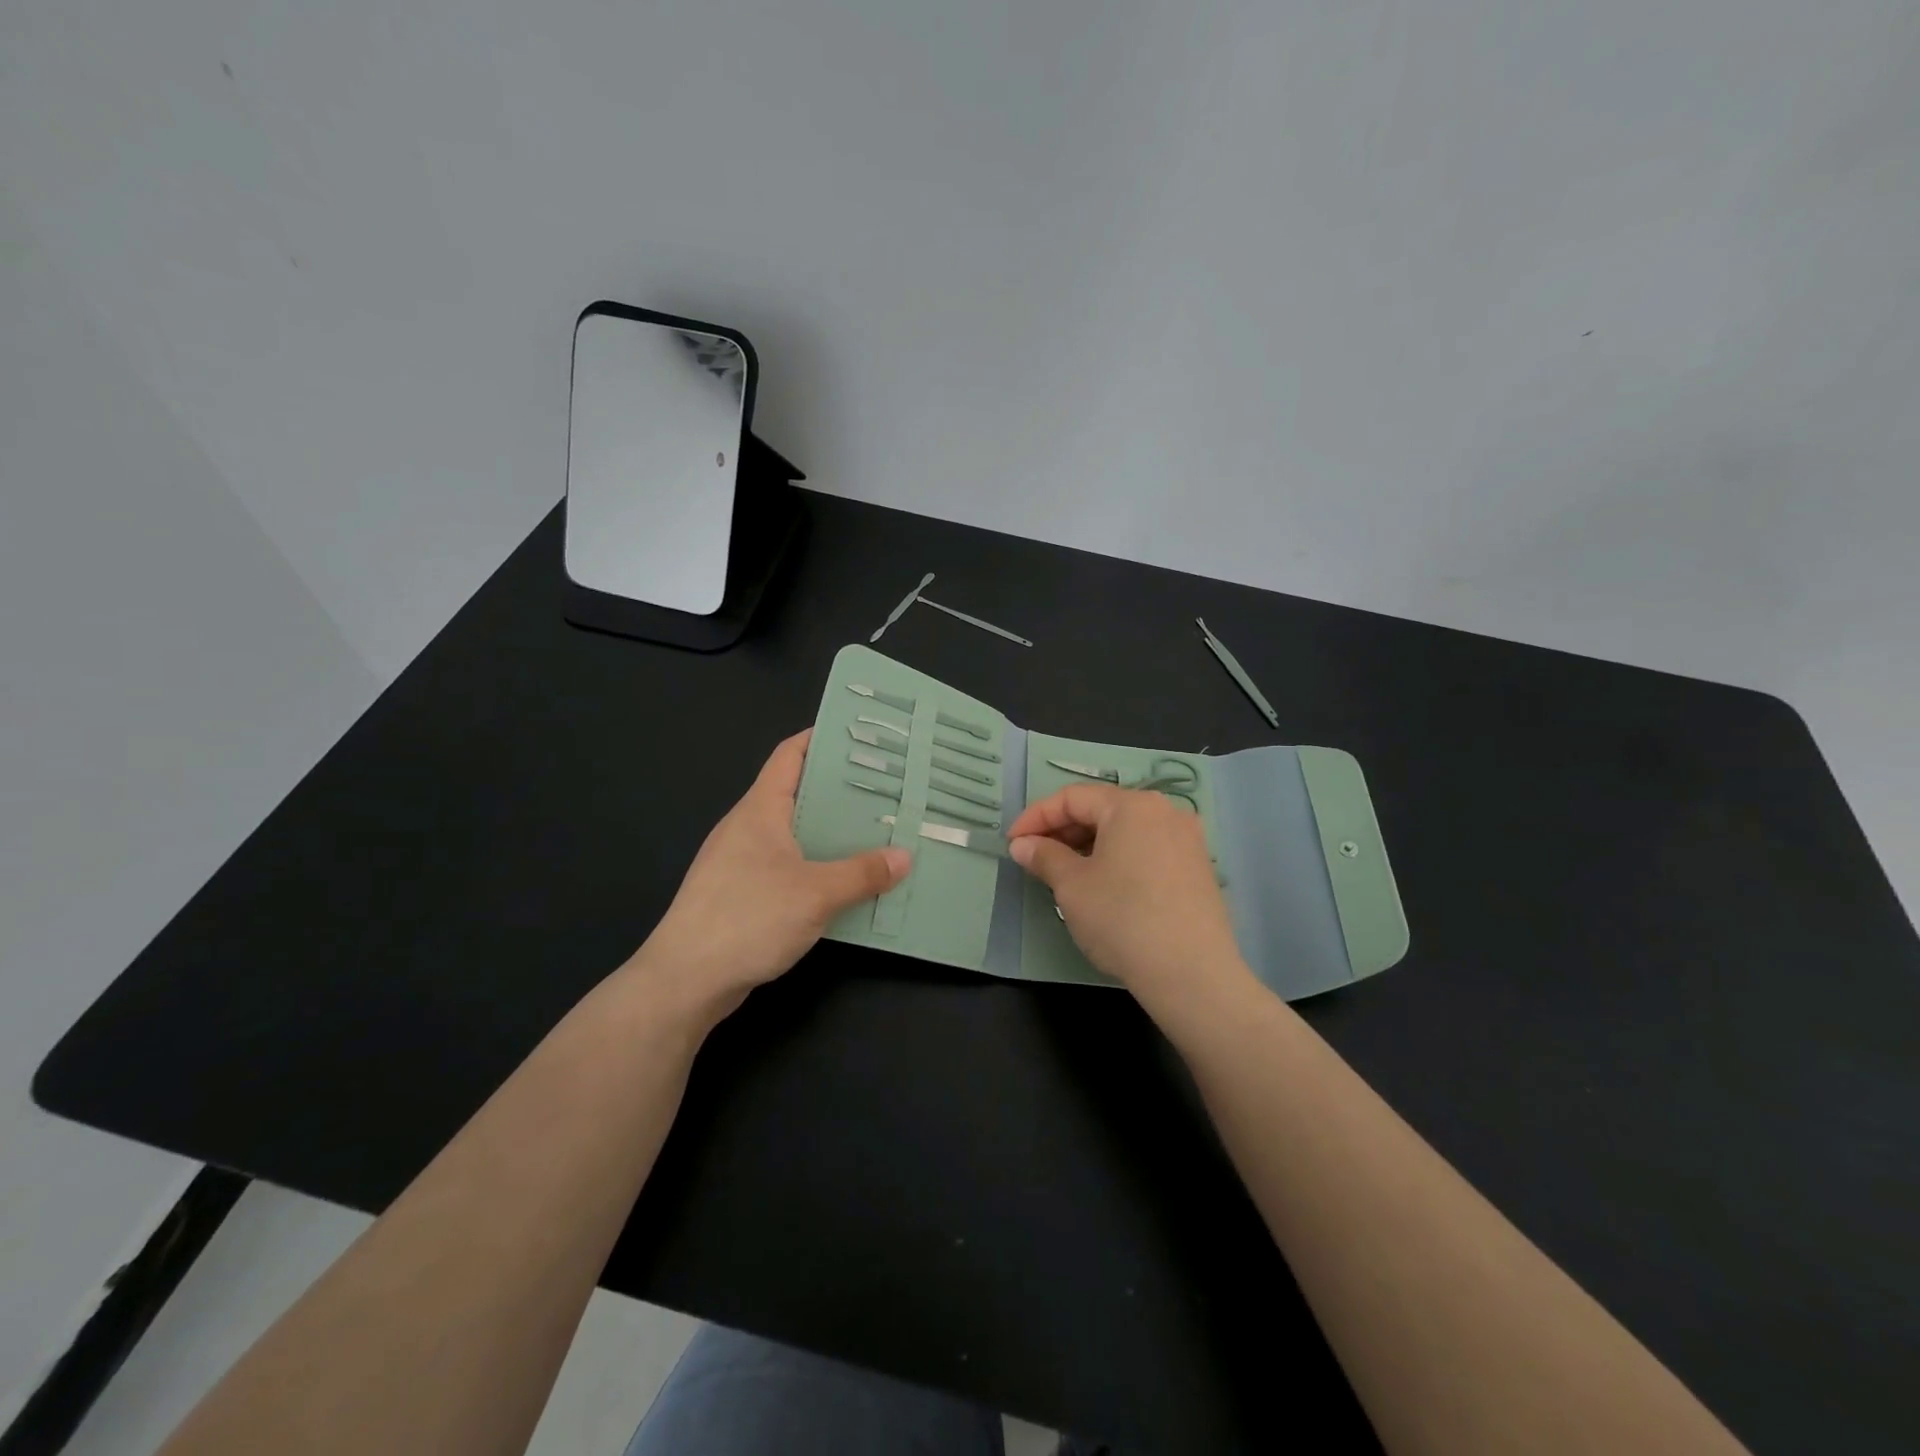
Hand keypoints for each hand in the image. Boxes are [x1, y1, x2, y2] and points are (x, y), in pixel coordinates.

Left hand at [633, 730, 909, 1021]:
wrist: (685, 981)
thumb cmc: (747, 918)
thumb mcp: (816, 894)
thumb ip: (862, 874)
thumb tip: (904, 857)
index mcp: (760, 810)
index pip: (790, 755)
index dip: (821, 739)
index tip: (861, 737)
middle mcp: (748, 828)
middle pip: (797, 792)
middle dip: (839, 789)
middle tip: (887, 789)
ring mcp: (741, 862)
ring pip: (794, 833)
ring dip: (831, 832)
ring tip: (876, 833)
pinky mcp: (741, 894)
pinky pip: (788, 866)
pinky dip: (817, 866)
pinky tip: (845, 882)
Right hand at [1008, 784, 1249, 1009]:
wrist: (1192, 975)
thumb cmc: (1123, 919)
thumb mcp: (1071, 886)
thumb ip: (1044, 856)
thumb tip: (1023, 845)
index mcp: (1132, 805)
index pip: (1072, 797)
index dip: (1036, 817)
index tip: (1012, 843)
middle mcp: (1165, 811)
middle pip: (1102, 809)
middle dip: (1063, 831)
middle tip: (1034, 858)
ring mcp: (1187, 840)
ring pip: (1125, 831)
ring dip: (1088, 845)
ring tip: (1064, 873)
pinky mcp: (1198, 868)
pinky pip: (1147, 849)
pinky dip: (1118, 858)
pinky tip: (1103, 885)